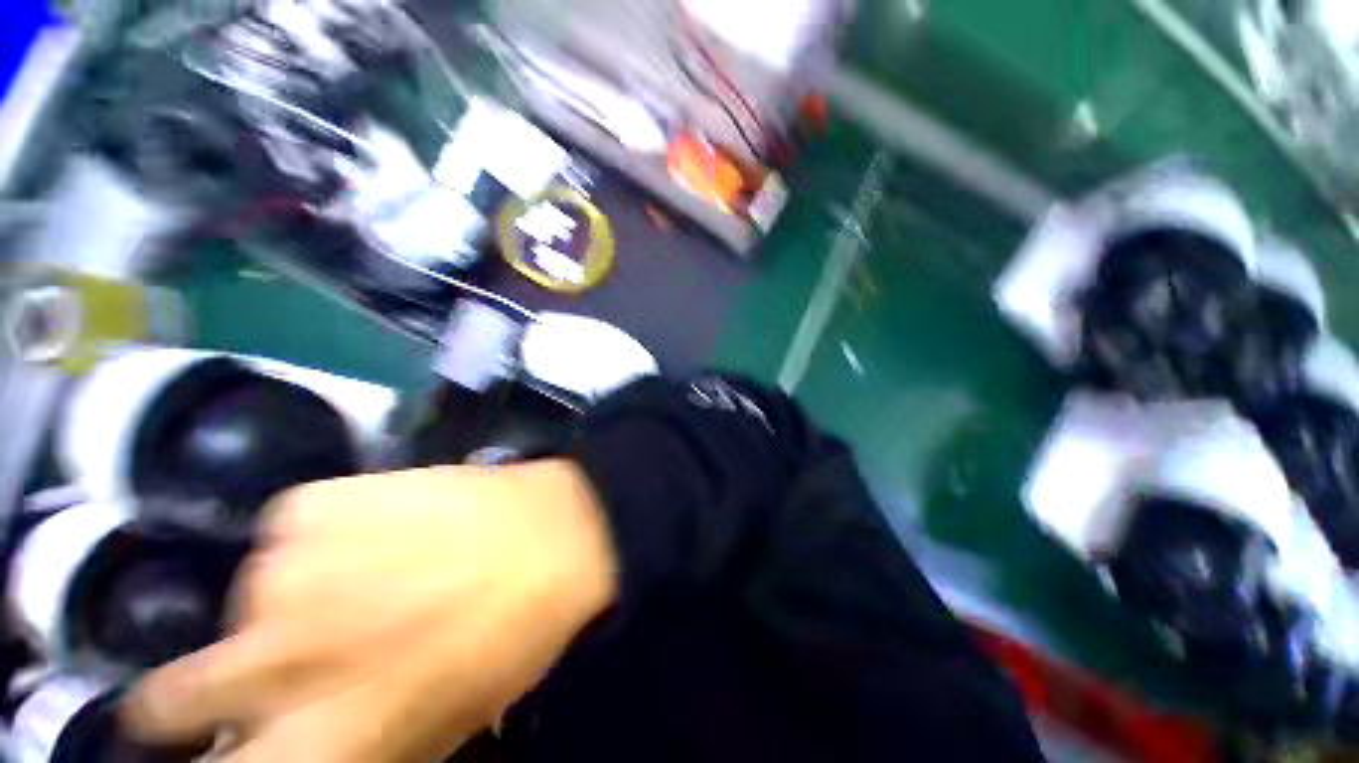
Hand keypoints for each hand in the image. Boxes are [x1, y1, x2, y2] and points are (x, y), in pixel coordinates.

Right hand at [121, 460, 618, 762]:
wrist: (556, 532)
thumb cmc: (512, 637)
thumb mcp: (434, 725)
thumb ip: (346, 747)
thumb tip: (300, 745)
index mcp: (311, 743)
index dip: (215, 751)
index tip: (229, 737)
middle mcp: (264, 664)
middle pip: (170, 697)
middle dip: (205, 690)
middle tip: (276, 659)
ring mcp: (278, 571)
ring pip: (251, 597)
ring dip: (295, 597)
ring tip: (371, 573)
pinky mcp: (311, 501)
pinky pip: (295, 526)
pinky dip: (328, 533)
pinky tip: (386, 524)